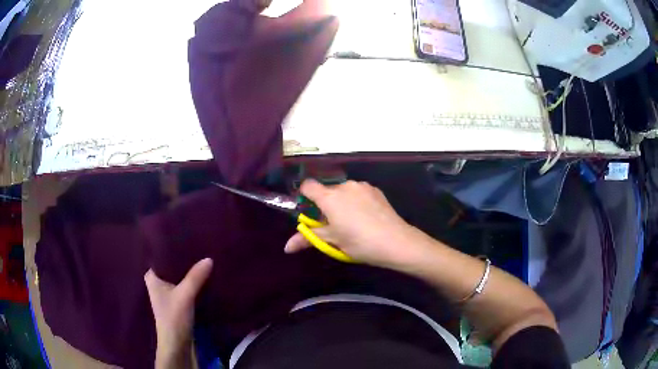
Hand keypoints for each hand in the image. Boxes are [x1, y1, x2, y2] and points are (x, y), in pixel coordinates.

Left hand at [145, 258, 212, 368]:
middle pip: (172, 266)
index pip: (162, 255)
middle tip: (201, 247)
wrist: (178, 344)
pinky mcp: (177, 301)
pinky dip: (193, 281)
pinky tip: (204, 276)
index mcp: (152, 276)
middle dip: (185, 260)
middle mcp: (158, 282)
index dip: (175, 248)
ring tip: (204, 258)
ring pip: (179, 276)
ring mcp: (167, 292)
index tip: (190, 238)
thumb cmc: (173, 318)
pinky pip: (185, 285)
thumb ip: (195, 277)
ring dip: (190, 271)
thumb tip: (209, 258)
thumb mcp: (184, 295)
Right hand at [285, 180, 419, 267]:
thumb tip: (286, 248)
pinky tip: (366, 217)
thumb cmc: (359, 243)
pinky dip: (356, 201)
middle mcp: (344, 186)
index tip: (310, 213)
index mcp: (330, 197)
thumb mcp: (332, 242)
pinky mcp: (376, 190)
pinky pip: (358, 192)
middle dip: (325, 205)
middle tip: (333, 225)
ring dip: (342, 203)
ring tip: (352, 223)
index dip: (304, 197)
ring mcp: (362, 186)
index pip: (308, 186)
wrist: (396, 241)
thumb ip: (307, 239)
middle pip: (327, 191)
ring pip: (344, 191)